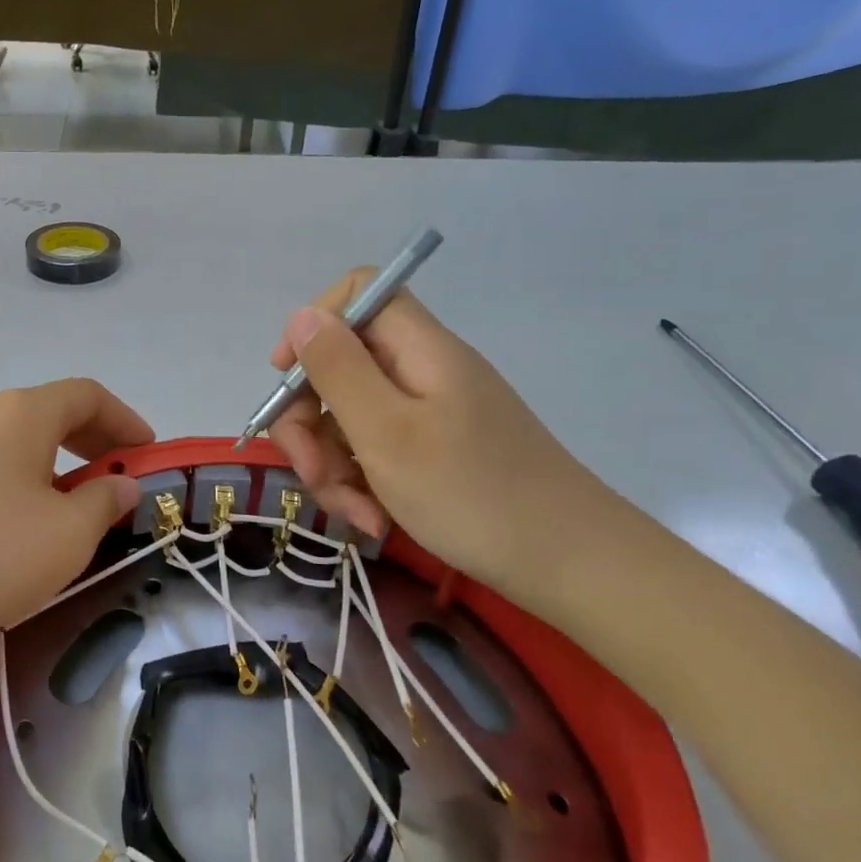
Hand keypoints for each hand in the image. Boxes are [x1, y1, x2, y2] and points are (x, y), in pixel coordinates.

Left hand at [0, 380, 150, 655]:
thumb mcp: (67, 535)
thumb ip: (104, 501)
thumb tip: (120, 484)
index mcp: (21, 412)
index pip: (87, 394)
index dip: (125, 419)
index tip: (146, 451)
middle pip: (46, 411)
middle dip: (89, 440)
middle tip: (112, 476)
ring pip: (10, 439)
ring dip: (48, 462)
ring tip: (62, 506)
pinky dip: (11, 479)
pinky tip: (8, 524)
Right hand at [267, 273, 619, 602]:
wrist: (573, 566)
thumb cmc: (473, 494)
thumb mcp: (387, 433)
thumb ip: (338, 370)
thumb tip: (303, 316)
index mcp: (418, 350)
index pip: (357, 295)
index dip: (312, 327)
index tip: (288, 380)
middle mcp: (422, 372)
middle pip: (341, 367)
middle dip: (310, 422)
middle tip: (312, 472)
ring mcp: (431, 414)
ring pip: (351, 418)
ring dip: (333, 464)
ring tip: (354, 514)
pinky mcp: (436, 451)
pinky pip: (377, 451)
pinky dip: (363, 483)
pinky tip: (373, 520)